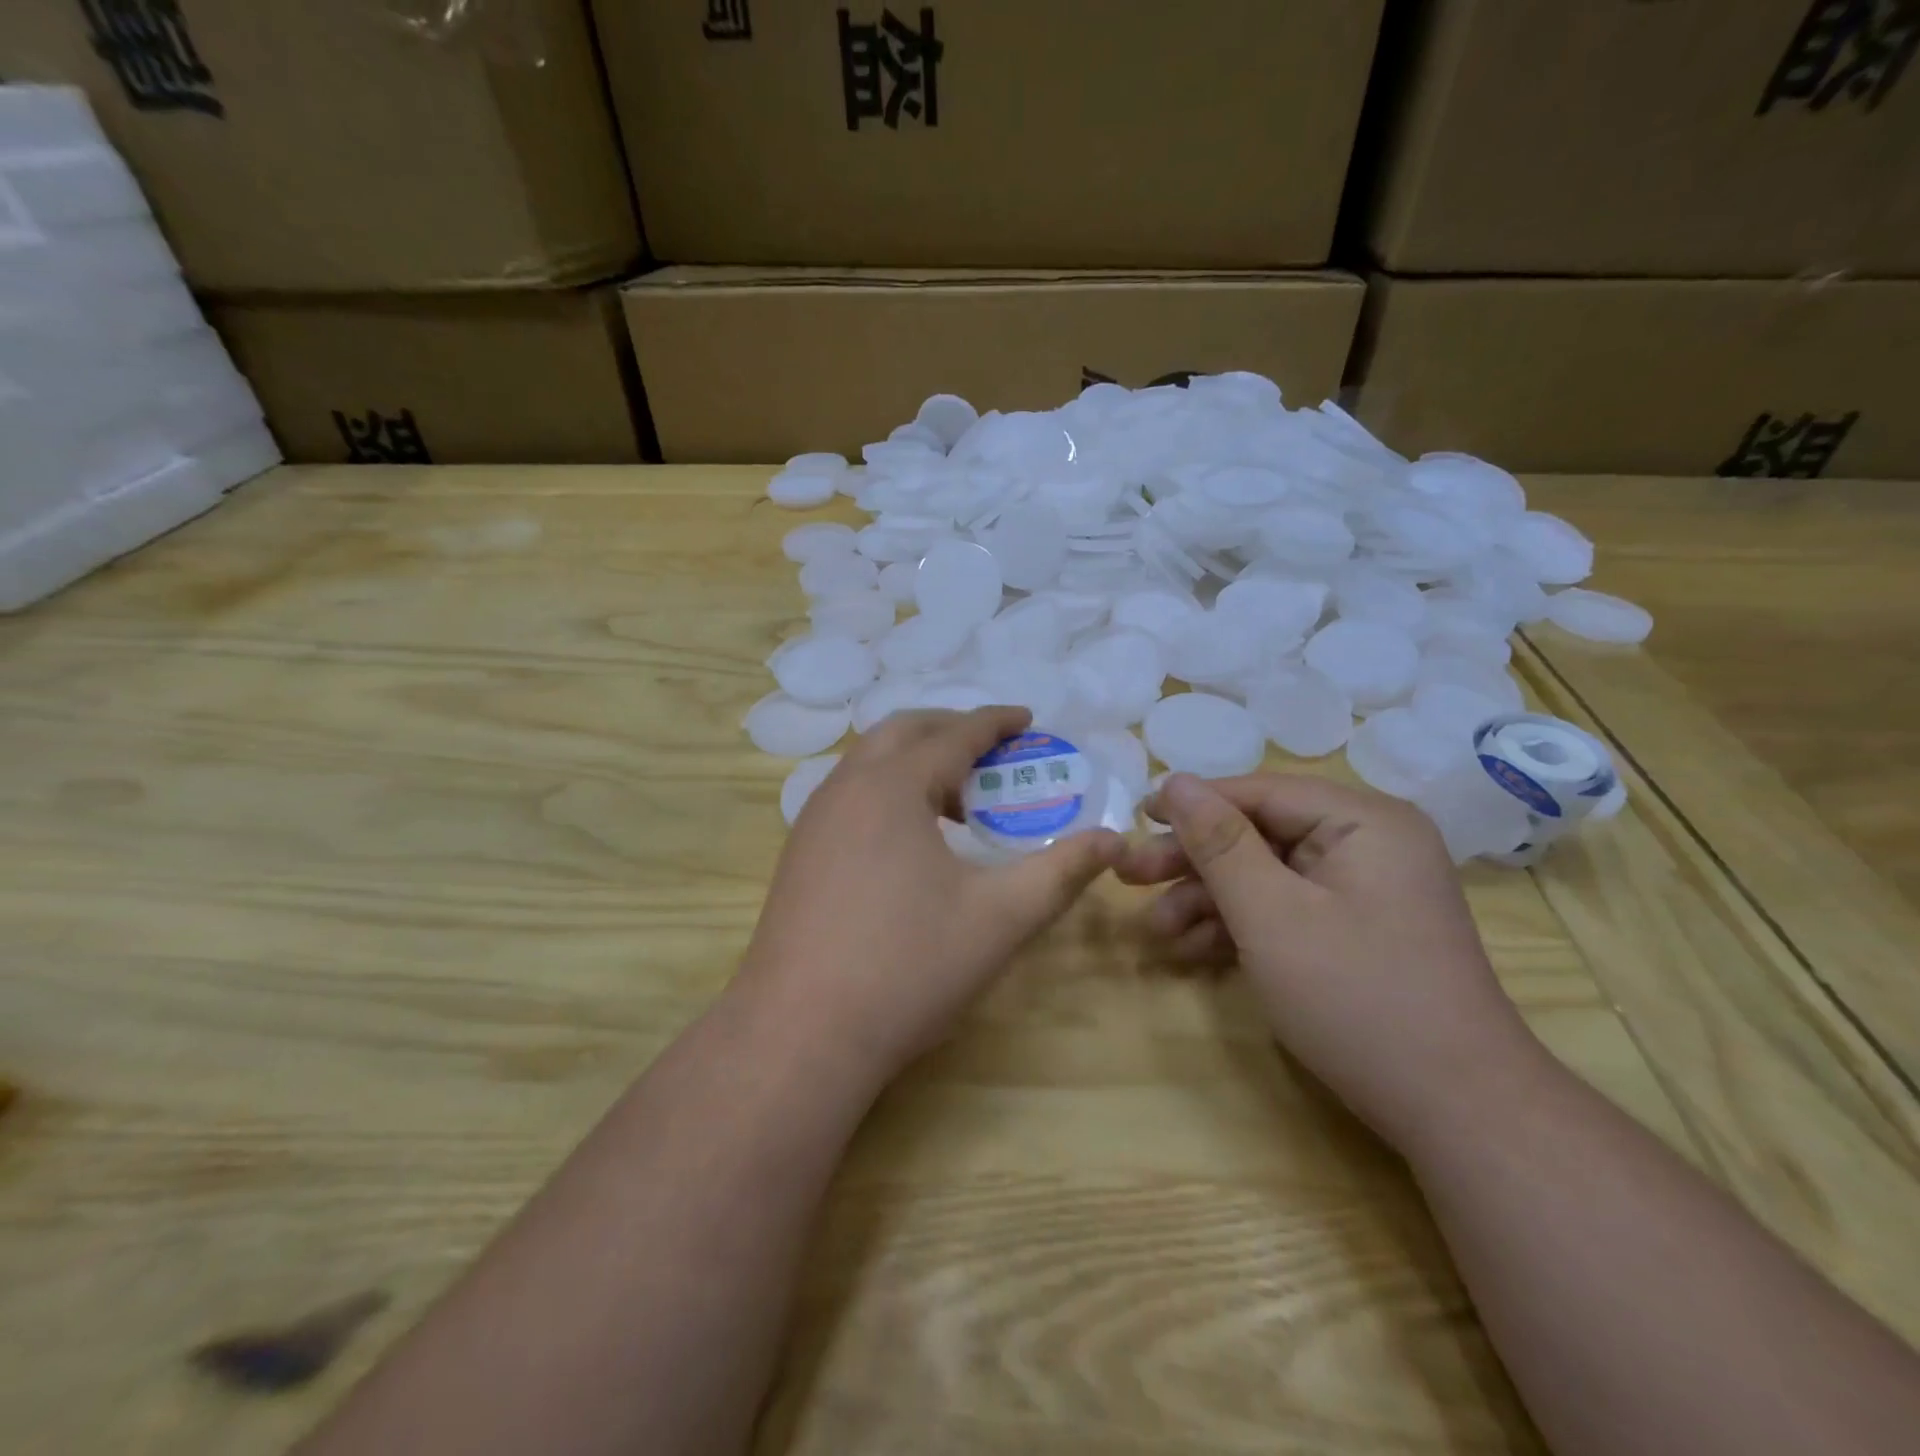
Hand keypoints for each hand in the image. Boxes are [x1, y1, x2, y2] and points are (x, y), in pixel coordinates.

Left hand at [737, 706, 1121, 1085]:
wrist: (799, 1034)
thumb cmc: (908, 967)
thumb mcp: (1000, 918)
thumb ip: (1061, 872)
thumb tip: (1113, 840)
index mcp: (893, 786)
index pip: (953, 734)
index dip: (995, 723)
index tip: (1027, 718)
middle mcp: (846, 788)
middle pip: (902, 732)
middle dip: (951, 729)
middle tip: (994, 751)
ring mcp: (813, 821)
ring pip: (869, 762)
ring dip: (916, 761)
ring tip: (959, 800)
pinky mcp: (799, 854)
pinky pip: (849, 794)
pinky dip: (888, 790)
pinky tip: (911, 840)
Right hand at [1118, 773, 1541, 1148]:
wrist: (1456, 1112)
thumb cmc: (1357, 998)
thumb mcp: (1271, 914)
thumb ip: (1218, 843)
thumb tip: (1174, 779)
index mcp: (1361, 821)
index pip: (1258, 792)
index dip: (1191, 803)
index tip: (1134, 819)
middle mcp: (1365, 843)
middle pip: (1257, 834)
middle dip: (1192, 861)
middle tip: (1129, 878)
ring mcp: (1361, 890)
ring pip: (1264, 876)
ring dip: (1206, 901)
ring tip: (1154, 932)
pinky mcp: (1353, 930)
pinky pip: (1284, 909)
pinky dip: (1238, 927)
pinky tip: (1190, 950)